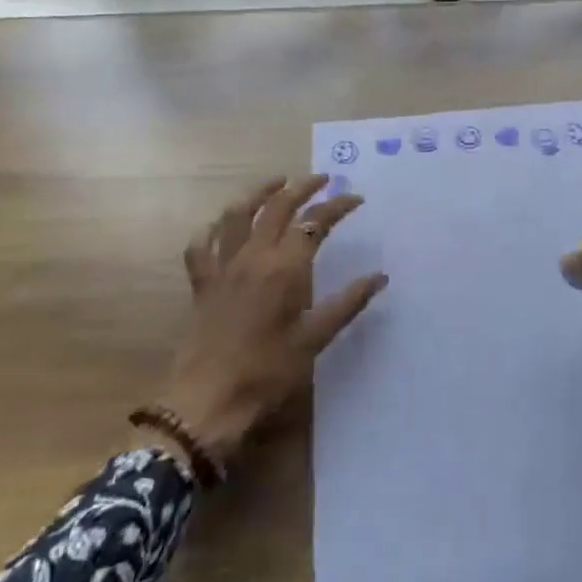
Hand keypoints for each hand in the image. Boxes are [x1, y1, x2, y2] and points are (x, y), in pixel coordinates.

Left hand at [149, 175, 385, 473]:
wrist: (205, 402)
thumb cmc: (266, 372)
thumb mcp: (315, 339)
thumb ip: (348, 303)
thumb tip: (380, 276)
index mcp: (284, 268)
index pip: (315, 222)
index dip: (337, 206)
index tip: (356, 198)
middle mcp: (253, 257)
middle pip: (278, 207)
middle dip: (302, 187)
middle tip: (322, 179)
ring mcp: (223, 267)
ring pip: (237, 215)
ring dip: (258, 193)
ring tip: (277, 183)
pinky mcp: (201, 284)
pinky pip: (201, 246)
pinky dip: (212, 229)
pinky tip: (222, 226)